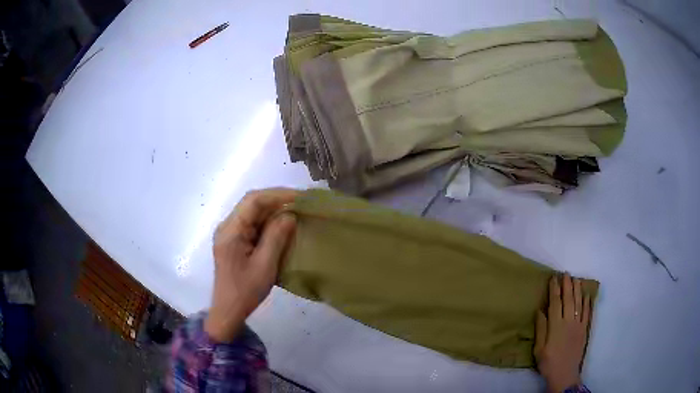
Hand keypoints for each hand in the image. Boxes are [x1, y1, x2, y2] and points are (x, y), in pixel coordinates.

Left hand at [205, 188, 298, 341]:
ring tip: (296, 210)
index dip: (277, 195)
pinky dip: (268, 221)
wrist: (228, 310)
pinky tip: (282, 224)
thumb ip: (276, 237)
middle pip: (251, 203)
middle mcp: (227, 226)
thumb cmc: (245, 291)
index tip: (300, 197)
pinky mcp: (234, 240)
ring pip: (252, 212)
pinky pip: (252, 223)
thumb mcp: (265, 265)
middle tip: (301, 202)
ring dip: (273, 209)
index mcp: (230, 230)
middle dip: (277, 199)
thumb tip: (290, 215)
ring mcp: (229, 232)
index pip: (253, 201)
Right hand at [534, 274, 591, 392]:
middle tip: (566, 273)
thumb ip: (541, 329)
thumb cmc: (548, 362)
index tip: (553, 278)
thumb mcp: (539, 349)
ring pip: (579, 303)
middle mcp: (569, 321)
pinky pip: (588, 313)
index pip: (555, 303)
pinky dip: (587, 302)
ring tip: (576, 279)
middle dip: (567, 285)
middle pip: (568, 300)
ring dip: (578, 290)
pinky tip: (587, 295)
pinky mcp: (585, 329)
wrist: (564, 374)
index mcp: (556, 326)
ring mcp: (579, 325)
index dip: (554, 289)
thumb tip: (540, 311)